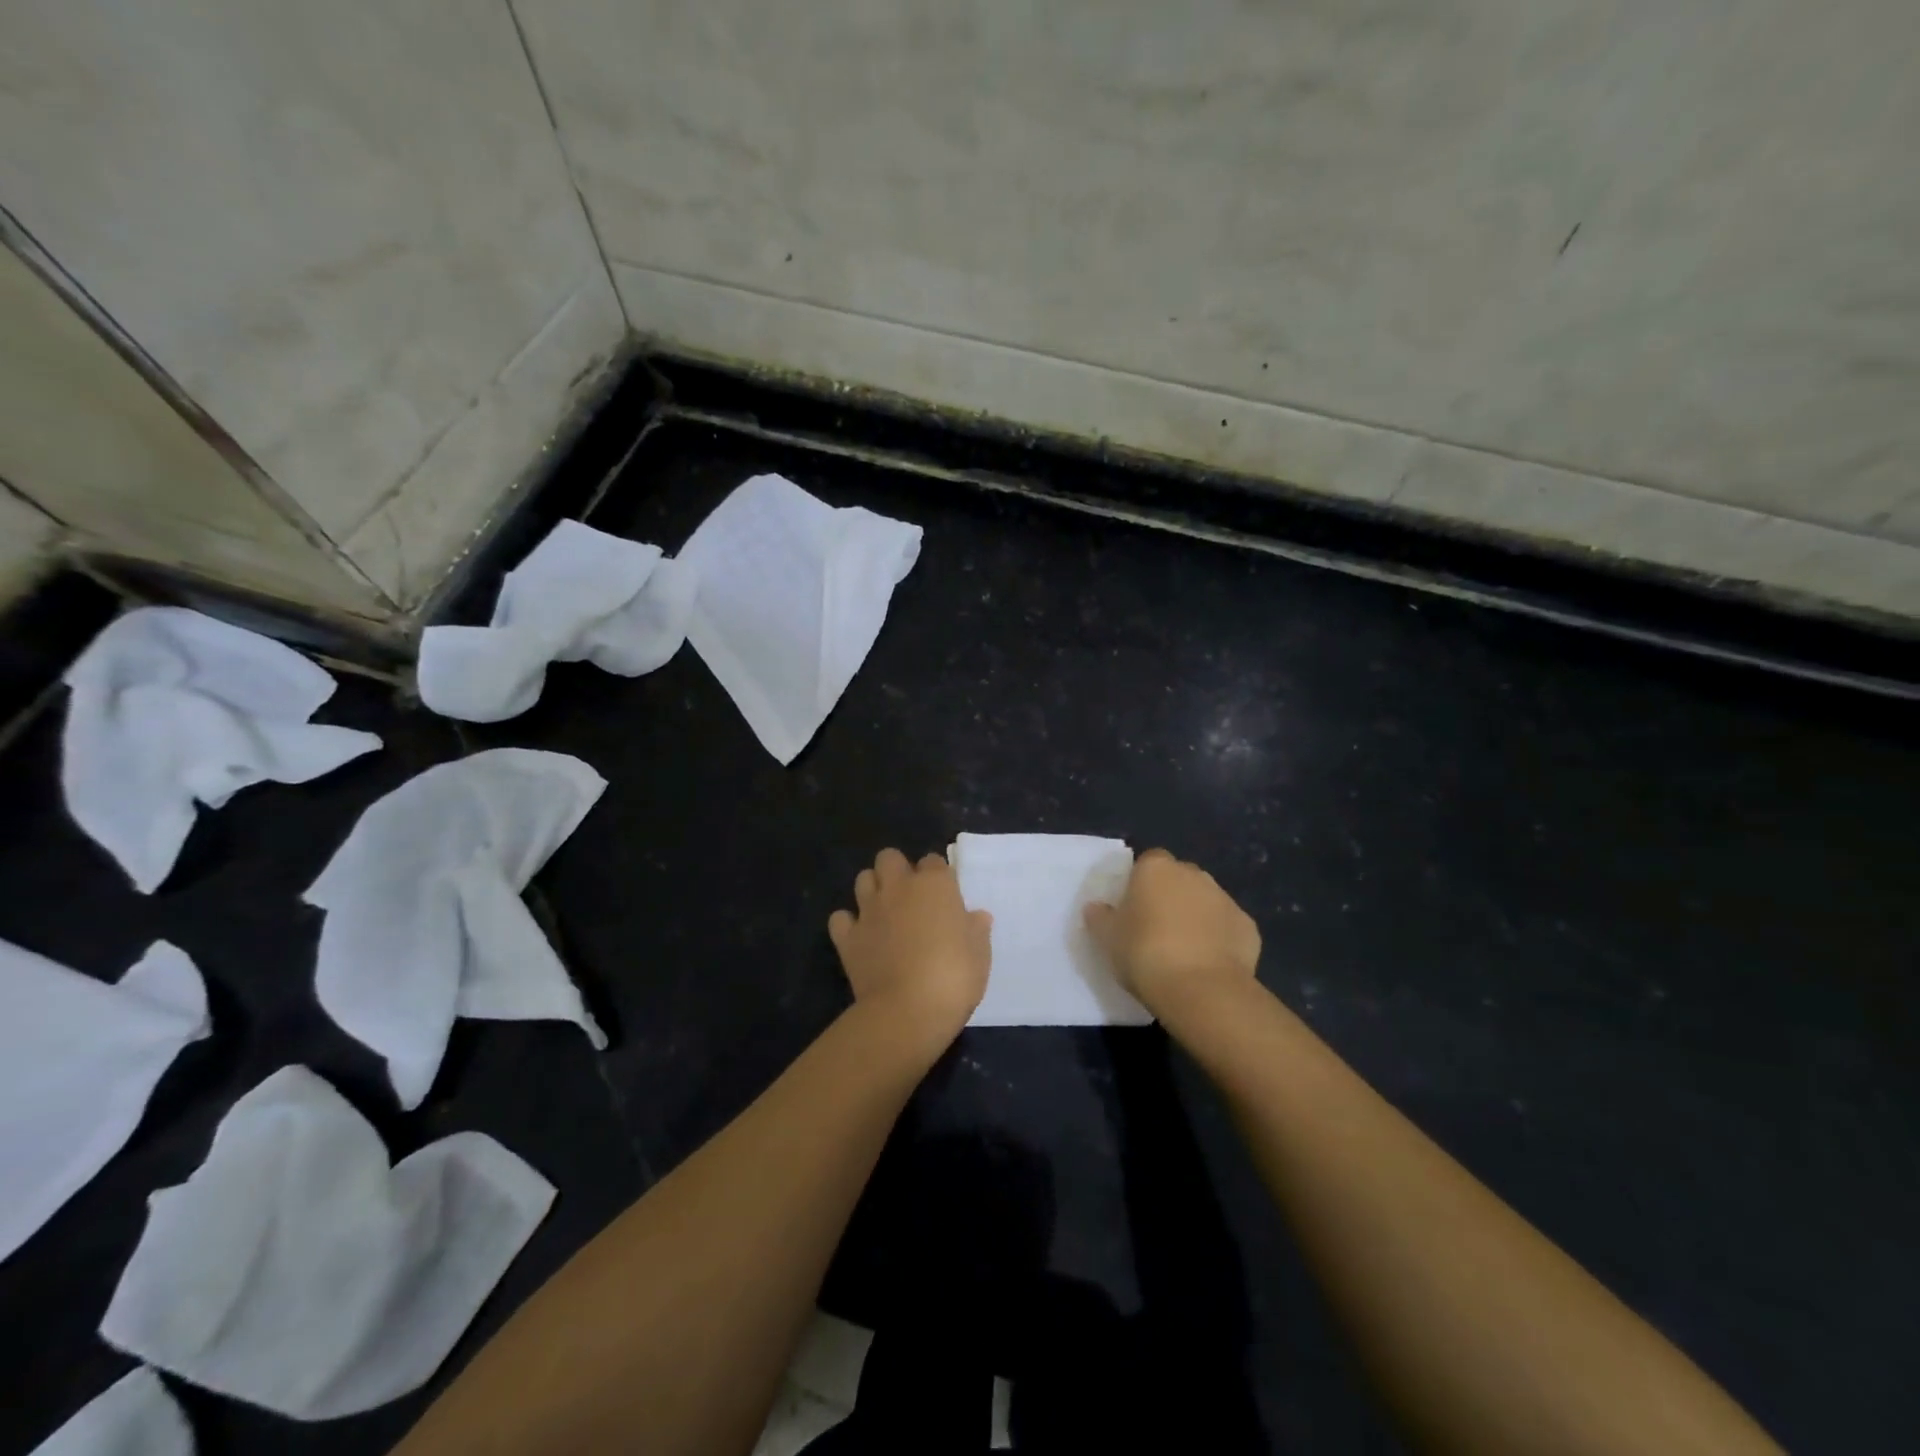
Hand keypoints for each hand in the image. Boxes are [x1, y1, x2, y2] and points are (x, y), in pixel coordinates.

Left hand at [829, 848, 991, 1050]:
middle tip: (910, 896)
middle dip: (897, 870)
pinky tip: (859, 937)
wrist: (908, 1011)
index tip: (944, 896)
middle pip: (889, 857)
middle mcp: (899, 888)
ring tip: (884, 911)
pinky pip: (840, 918)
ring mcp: (869, 910)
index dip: (937, 876)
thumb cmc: (954, 977)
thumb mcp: (980, 954)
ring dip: (872, 889)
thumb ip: (976, 930)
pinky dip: (848, 924)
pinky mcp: (847, 937)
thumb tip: (977, 916)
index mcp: (934, 885)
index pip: (933, 861)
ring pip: (862, 879)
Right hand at [1084, 848, 1260, 1014]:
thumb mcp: (1108, 938)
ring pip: (1205, 901)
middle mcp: (1193, 874)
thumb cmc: (1144, 953)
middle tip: (1156, 928)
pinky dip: (1219, 939)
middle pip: (1179, 878)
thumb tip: (1096, 907)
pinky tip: (1208, 964)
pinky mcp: (1248, 926)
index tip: (1133, 908)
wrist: (1201, 989)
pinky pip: (1227, 927)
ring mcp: (1225, 898)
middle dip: (1171, 896)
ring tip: (1183, 951)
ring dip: (1196, 916)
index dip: (1140, 883)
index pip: (1148, 862)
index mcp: (1156, 869)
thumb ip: (1100, 918)